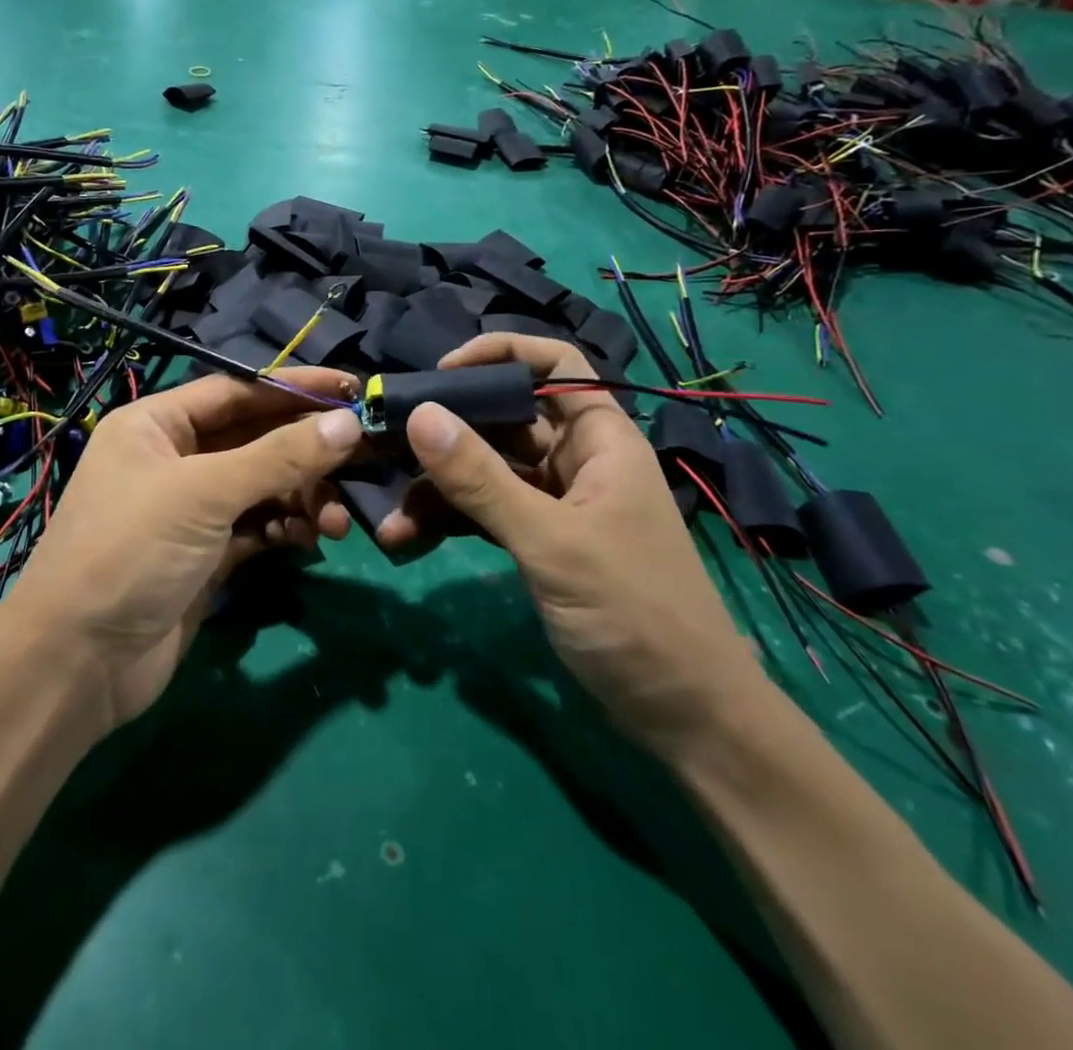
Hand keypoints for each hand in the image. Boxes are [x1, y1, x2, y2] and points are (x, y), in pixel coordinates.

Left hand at [2, 370, 362, 732]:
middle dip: (305, 451)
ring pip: (261, 487)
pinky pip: (257, 527)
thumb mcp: (204, 494)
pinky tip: (310, 541)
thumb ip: (279, 457)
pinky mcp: (206, 555)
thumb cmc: (131, 552)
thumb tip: (348, 424)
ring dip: (302, 497)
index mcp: (156, 425)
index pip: (236, 391)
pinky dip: (285, 529)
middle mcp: (173, 459)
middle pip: (254, 439)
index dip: (293, 387)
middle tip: (361, 460)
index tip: (351, 389)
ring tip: (337, 521)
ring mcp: (190, 510)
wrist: (77, 666)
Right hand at [375, 335, 762, 752]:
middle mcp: (576, 459)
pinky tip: (409, 540)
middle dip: (446, 433)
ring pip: (486, 471)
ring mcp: (555, 502)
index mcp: (600, 439)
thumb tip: (418, 414)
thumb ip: (482, 480)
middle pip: (504, 419)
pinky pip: (485, 512)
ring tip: (391, 521)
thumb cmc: (634, 613)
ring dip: (437, 489)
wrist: (685, 717)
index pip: (554, 363)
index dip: (499, 354)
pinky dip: (450, 521)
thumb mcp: (551, 542)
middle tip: (387, 443)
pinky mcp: (539, 541)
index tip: (440, 373)